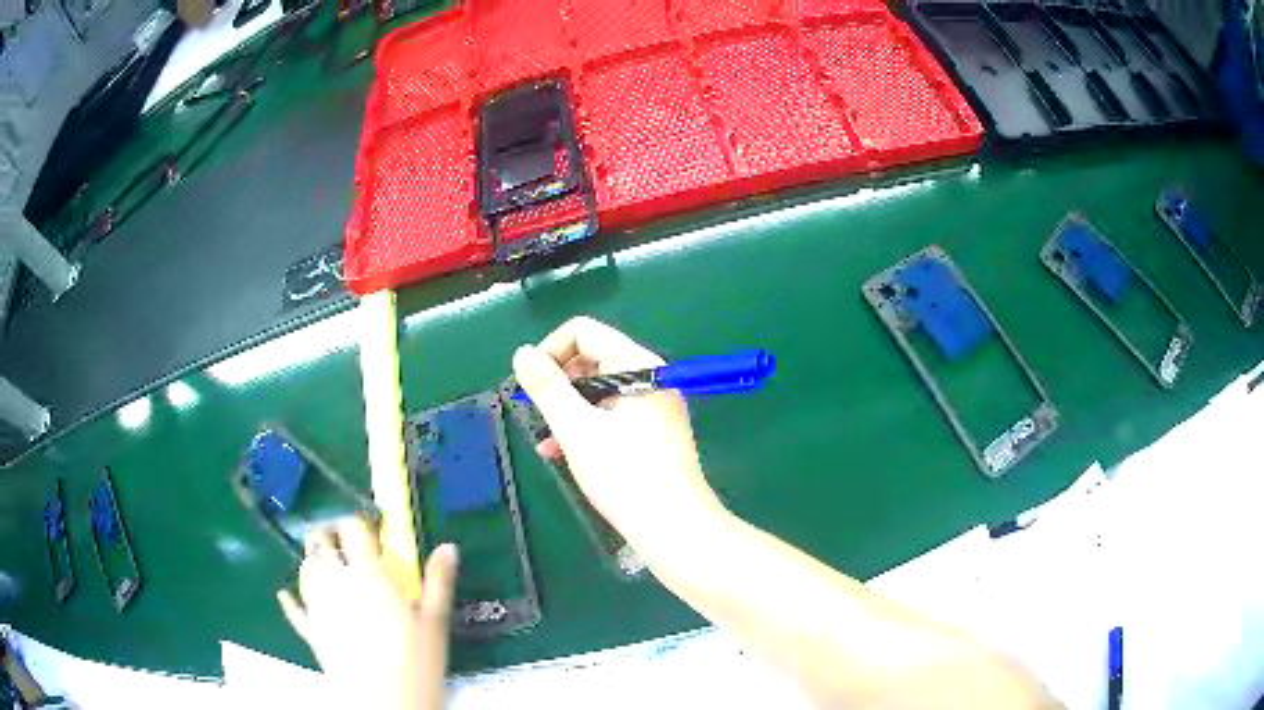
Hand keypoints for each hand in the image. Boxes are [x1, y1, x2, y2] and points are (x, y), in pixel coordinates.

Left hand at [277, 517, 457, 709]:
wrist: (386, 704)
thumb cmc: (416, 663)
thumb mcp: (434, 622)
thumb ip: (438, 582)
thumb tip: (447, 546)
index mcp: (368, 575)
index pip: (352, 529)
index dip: (360, 522)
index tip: (374, 528)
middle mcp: (335, 582)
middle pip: (319, 543)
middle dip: (328, 534)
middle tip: (346, 542)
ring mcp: (318, 607)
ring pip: (305, 570)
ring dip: (313, 561)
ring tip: (328, 566)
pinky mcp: (310, 632)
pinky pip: (294, 609)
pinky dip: (290, 598)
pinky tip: (286, 594)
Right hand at [512, 317, 724, 548]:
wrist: (675, 528)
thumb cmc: (625, 476)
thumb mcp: (577, 429)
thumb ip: (547, 387)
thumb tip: (522, 353)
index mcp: (638, 365)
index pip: (584, 332)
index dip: (550, 351)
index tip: (528, 384)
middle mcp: (651, 378)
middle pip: (593, 359)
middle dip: (558, 383)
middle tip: (534, 413)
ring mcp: (656, 406)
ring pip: (600, 391)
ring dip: (568, 409)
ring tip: (545, 439)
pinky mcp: (656, 433)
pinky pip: (613, 415)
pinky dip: (587, 426)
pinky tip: (563, 452)